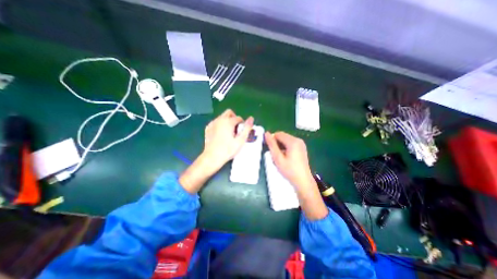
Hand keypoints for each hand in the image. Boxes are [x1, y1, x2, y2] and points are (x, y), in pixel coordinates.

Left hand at [180, 110, 253, 193]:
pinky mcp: (208, 128)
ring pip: (222, 117)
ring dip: (227, 121)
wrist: (212, 157)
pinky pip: (216, 122)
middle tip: (236, 129)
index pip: (238, 118)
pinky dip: (220, 124)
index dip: (242, 124)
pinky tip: (221, 134)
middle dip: (234, 118)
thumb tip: (251, 118)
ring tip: (229, 133)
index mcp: (228, 122)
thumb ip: (247, 128)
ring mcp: (212, 123)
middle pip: (229, 113)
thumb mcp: (240, 140)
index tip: (241, 132)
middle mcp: (219, 119)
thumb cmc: (228, 150)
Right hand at [264, 132, 328, 220]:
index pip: (278, 134)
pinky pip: (290, 143)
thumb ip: (271, 145)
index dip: (272, 139)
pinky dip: (285, 148)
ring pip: (286, 140)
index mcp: (293, 141)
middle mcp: (298, 140)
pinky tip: (285, 157)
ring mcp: (301, 144)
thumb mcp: (277, 158)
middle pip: (283, 136)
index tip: (269, 149)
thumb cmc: (289, 170)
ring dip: (280, 145)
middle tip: (274, 154)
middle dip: (276, 143)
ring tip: (279, 157)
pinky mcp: (302, 148)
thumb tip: (266, 133)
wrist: (303, 181)